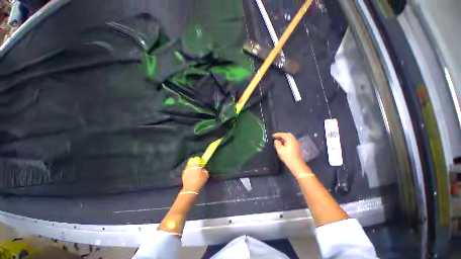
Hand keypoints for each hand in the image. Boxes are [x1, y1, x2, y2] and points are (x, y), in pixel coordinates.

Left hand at [181, 158, 208, 192]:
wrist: (191, 189)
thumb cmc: (199, 181)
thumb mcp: (206, 175)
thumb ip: (205, 170)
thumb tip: (203, 169)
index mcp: (196, 164)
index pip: (197, 159)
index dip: (199, 160)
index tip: (201, 164)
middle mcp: (190, 165)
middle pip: (192, 161)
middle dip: (195, 163)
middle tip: (197, 167)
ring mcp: (186, 169)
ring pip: (189, 165)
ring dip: (191, 167)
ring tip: (194, 171)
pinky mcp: (183, 173)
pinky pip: (187, 170)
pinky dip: (189, 171)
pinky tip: (191, 175)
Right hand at [273, 133, 308, 176]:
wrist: (297, 165)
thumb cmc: (287, 157)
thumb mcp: (280, 150)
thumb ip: (277, 144)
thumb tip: (276, 141)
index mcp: (291, 140)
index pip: (284, 134)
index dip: (277, 134)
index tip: (272, 136)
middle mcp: (294, 141)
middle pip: (288, 135)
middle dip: (282, 135)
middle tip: (276, 137)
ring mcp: (296, 144)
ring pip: (290, 138)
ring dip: (284, 138)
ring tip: (279, 141)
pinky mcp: (297, 148)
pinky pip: (291, 141)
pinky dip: (286, 141)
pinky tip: (283, 144)